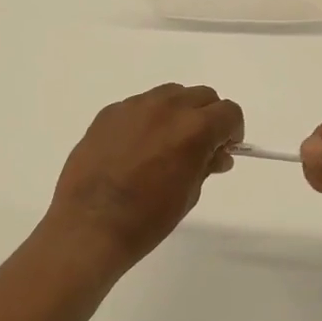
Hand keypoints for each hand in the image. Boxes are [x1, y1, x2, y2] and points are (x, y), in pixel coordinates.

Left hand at [45, 84, 244, 273]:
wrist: (90, 226)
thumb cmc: (147, 219)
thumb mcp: (189, 194)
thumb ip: (206, 165)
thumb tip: (216, 154)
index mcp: (194, 128)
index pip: (229, 112)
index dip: (232, 131)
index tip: (223, 149)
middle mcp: (167, 107)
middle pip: (202, 96)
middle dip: (207, 117)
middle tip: (198, 146)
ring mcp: (134, 106)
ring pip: (170, 94)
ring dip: (178, 112)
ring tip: (165, 144)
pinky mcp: (109, 113)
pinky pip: (139, 106)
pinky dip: (147, 120)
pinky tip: (134, 149)